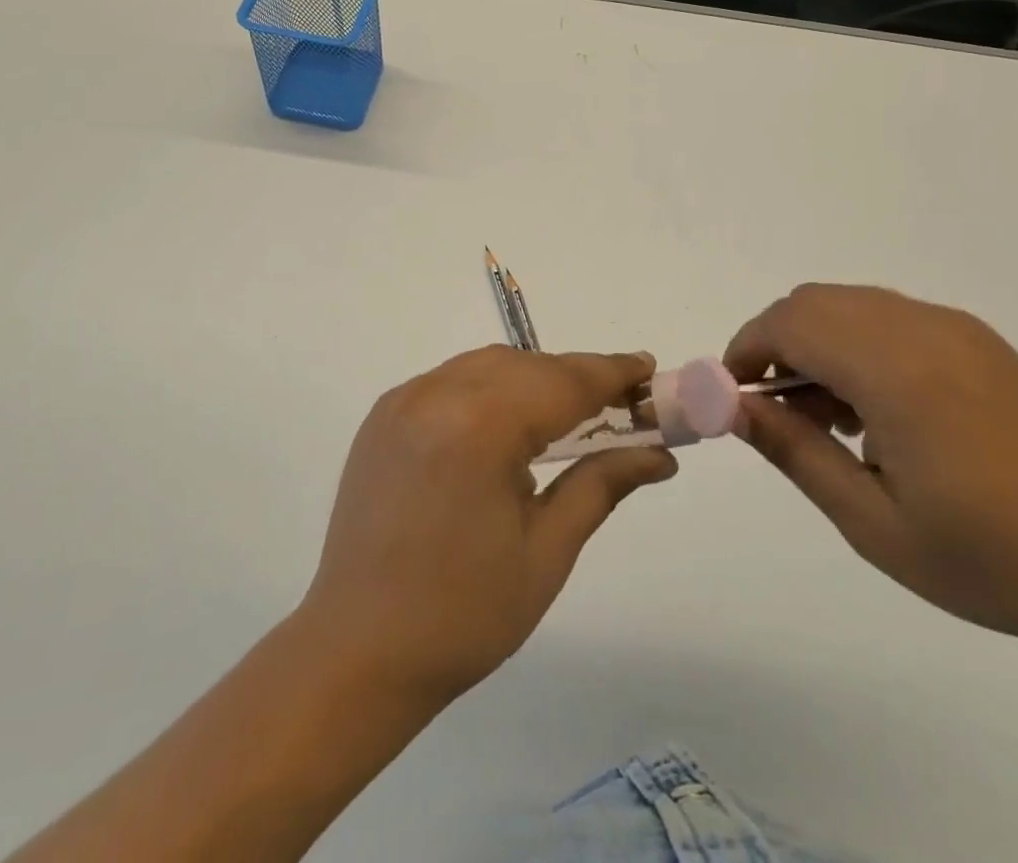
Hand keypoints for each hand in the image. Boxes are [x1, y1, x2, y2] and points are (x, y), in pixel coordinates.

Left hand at [298, 346, 675, 710]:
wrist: (357, 653)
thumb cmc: (464, 615)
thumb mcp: (547, 551)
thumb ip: (602, 484)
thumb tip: (660, 454)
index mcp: (479, 428)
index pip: (562, 382)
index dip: (611, 373)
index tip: (648, 369)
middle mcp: (436, 395)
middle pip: (526, 366)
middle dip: (576, 378)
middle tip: (619, 402)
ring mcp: (404, 400)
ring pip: (488, 365)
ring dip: (534, 378)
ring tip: (568, 413)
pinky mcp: (384, 414)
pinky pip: (452, 380)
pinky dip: (491, 387)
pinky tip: (508, 422)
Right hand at [725, 285, 1017, 661]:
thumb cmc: (989, 559)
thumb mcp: (872, 522)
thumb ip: (794, 451)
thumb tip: (734, 406)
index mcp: (897, 372)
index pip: (790, 324)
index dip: (747, 349)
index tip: (733, 393)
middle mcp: (923, 329)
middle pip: (814, 302)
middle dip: (776, 342)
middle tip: (776, 408)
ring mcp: (956, 328)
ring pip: (850, 304)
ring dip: (816, 340)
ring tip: (827, 416)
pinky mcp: (978, 338)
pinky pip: (890, 316)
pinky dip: (856, 342)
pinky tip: (876, 407)